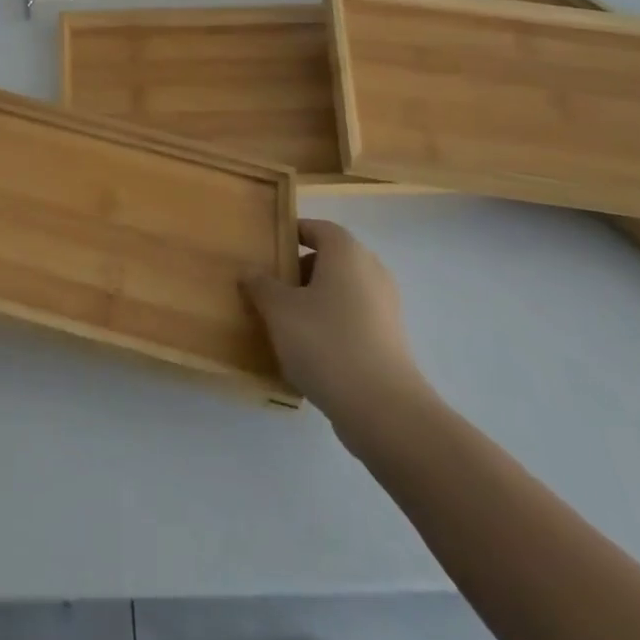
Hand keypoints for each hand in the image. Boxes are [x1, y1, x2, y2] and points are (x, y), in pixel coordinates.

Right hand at [243, 220, 430, 424]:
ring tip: (285, 323)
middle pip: (329, 259)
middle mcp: (371, 270)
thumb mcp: (279, 310)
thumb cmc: (326, 343)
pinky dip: (332, 325)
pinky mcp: (390, 340)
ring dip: (314, 301)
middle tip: (270, 289)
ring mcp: (385, 307)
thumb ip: (260, 285)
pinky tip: (310, 351)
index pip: (316, 228)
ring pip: (341, 291)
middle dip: (299, 271)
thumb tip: (249, 271)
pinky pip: (353, 319)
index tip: (266, 252)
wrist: (384, 410)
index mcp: (346, 252)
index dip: (290, 235)